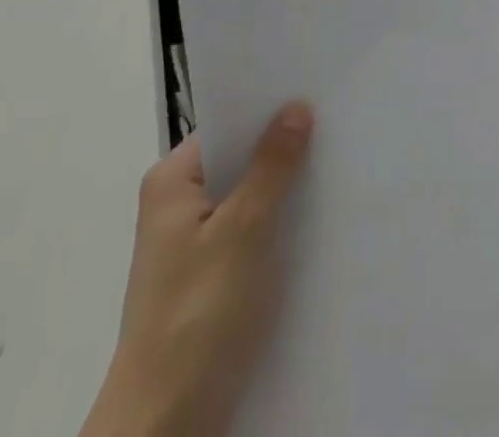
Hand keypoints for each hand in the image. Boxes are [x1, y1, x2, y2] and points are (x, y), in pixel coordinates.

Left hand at [84, 104, 314, 436]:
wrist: (165, 427)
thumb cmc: (200, 314)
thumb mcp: (244, 230)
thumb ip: (272, 166)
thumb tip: (296, 107)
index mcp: (172, 181)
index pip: (227, 126)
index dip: (268, 111)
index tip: (314, 95)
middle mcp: (175, 205)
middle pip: (237, 161)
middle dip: (280, 150)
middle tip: (333, 127)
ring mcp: (189, 245)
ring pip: (245, 199)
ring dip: (281, 191)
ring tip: (333, 168)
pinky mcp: (206, 279)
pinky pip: (246, 234)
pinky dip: (274, 227)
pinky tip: (313, 223)